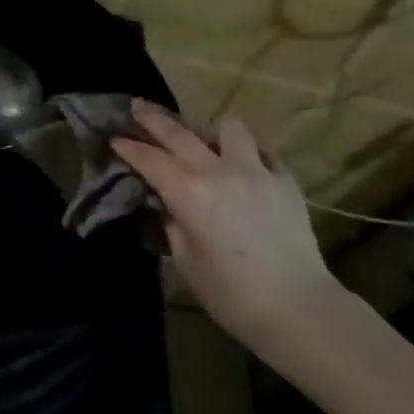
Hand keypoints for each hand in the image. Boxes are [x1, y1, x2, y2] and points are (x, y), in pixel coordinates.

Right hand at [113, 100, 334, 348]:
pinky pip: (260, 152)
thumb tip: (166, 202)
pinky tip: (243, 170)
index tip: (115, 137)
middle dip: (154, 119)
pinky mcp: (285, 179)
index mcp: (190, 193)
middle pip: (180, 133)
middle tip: (138, 106)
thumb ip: (171, 223)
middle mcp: (220, 170)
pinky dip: (246, 155)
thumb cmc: (232, 295)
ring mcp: (257, 170)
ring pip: (228, 128)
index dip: (130, 147)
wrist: (298, 307)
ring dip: (210, 133)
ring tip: (205, 146)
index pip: (151, 159)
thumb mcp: (186, 262)